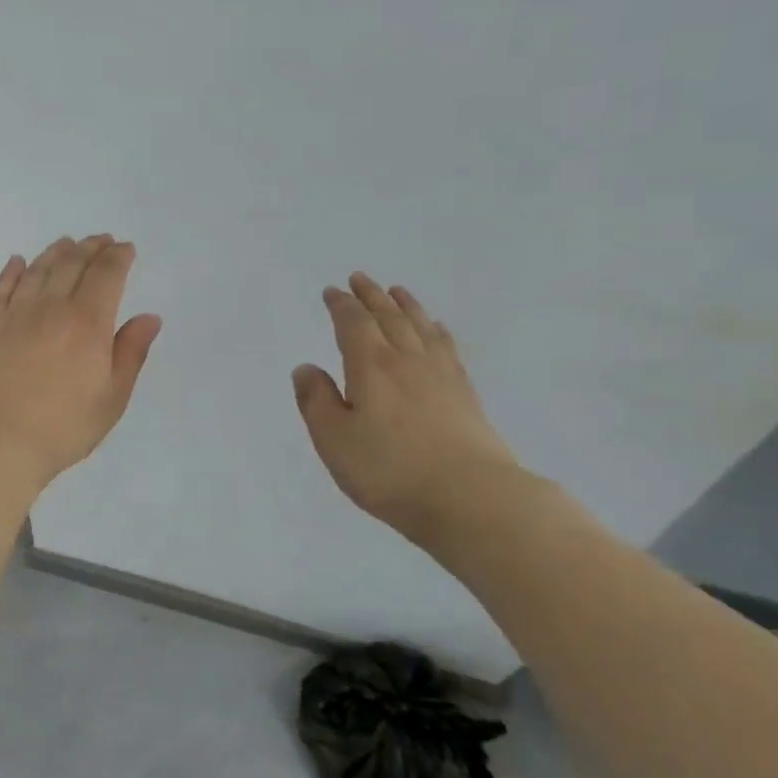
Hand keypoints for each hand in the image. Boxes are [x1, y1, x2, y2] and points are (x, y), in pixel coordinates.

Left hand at [0, 235, 162, 492]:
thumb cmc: (62, 427)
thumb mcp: (112, 398)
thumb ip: (130, 352)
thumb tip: (149, 317)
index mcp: (88, 322)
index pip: (106, 275)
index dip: (118, 257)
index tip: (126, 248)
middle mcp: (51, 308)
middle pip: (72, 264)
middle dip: (90, 248)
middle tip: (100, 239)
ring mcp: (15, 315)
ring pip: (38, 270)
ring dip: (55, 252)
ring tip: (66, 243)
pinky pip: (2, 289)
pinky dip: (12, 271)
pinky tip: (18, 261)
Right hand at [293, 273, 521, 545]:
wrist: (470, 498)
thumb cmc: (390, 471)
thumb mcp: (334, 440)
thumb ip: (316, 401)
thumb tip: (306, 368)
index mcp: (371, 366)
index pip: (353, 324)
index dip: (341, 305)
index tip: (332, 291)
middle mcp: (407, 360)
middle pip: (389, 317)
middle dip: (371, 296)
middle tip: (360, 278)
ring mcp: (442, 375)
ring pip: (420, 327)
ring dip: (405, 306)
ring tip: (397, 291)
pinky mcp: (466, 395)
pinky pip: (447, 348)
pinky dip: (437, 332)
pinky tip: (436, 330)